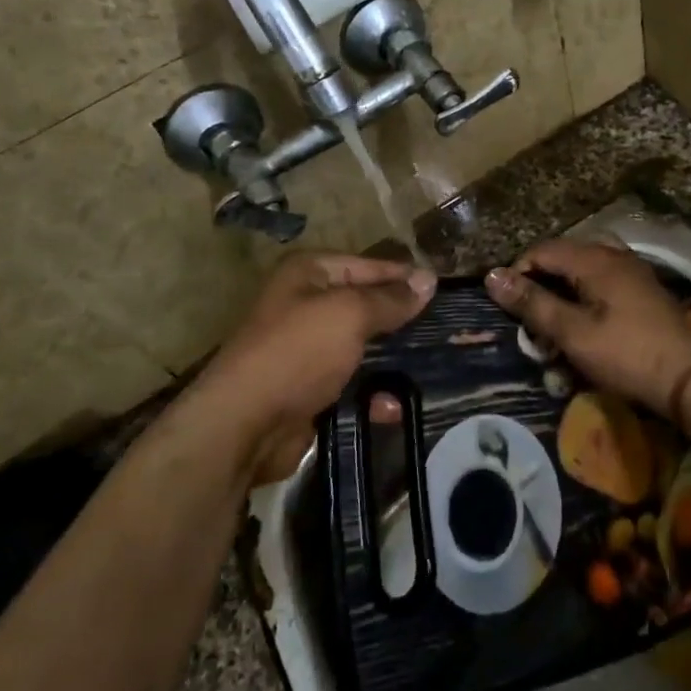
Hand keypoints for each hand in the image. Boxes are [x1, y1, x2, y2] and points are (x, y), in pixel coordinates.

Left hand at [192, 253, 435, 483]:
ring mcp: (307, 350)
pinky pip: (352, 384)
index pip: (368, 265)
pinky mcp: (311, 389)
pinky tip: (393, 407)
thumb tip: (428, 279)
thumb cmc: (298, 352)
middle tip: (446, 330)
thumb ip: (391, 298)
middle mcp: (306, 305)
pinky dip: (373, 395)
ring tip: (432, 369)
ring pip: (363, 347)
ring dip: (392, 361)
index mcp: (309, 274)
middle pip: (366, 306)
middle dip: (401, 320)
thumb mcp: (350, 314)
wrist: (245, 425)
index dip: (404, 276)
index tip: (444, 289)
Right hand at [485, 240, 690, 420]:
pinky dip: (586, 298)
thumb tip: (492, 276)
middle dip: (541, 283)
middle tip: (530, 318)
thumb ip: (533, 303)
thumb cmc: (627, 354)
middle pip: (564, 257)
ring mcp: (633, 272)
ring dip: (564, 292)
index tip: (508, 307)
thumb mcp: (572, 333)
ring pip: (584, 270)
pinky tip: (586, 325)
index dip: (518, 272)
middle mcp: (614, 255)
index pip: (542, 250)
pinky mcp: (644, 291)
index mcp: (594, 259)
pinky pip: (603, 283)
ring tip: (555, 324)